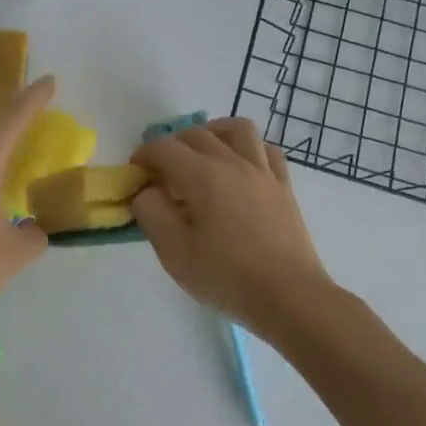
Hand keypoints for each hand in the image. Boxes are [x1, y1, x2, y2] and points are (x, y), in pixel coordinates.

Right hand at [130, 118, 333, 333]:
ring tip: (202, 156)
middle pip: (196, 134)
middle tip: (162, 173)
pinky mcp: (283, 185)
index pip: (164, 148)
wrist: (289, 296)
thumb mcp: (174, 253)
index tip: (135, 173)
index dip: (143, 155)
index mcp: (203, 176)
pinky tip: (240, 169)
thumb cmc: (227, 276)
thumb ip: (151, 214)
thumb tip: (147, 191)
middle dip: (171, 146)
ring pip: (237, 129)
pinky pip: (266, 149)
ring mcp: (263, 171)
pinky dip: (247, 149)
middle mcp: (233, 162)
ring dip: (213, 134)